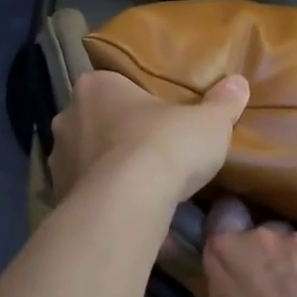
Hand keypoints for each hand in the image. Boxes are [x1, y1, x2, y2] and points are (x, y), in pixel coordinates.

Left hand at [48, 70, 249, 206]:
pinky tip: (127, 213)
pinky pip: (84, 194)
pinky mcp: (58, 196)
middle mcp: (67, 117)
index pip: (114, 84)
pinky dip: (103, 200)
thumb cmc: (164, 147)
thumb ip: (223, 102)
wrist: (126, 205)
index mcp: (96, 86)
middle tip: (151, 151)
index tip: (157, 116)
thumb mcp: (208, 123)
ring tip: (140, 188)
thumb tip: (239, 83)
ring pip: (87, 159)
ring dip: (107, 170)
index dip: (136, 100)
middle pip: (96, 121)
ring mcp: (57, 159)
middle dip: (119, 135)